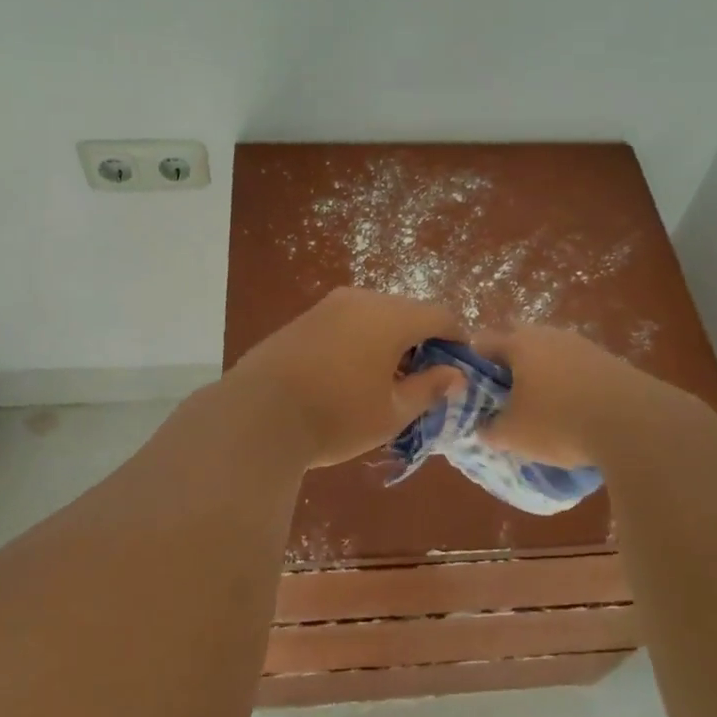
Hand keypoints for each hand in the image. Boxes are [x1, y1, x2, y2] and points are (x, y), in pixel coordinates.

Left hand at [232, 288, 465, 466]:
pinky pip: (347, 322)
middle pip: (406, 312)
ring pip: (374, 316)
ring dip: (390, 341)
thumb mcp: (392, 412)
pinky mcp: (303, 319)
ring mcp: (328, 306)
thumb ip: (429, 388)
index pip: (440, 316)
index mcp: (390, 316)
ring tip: (386, 381)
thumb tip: (456, 375)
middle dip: (422, 341)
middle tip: (423, 380)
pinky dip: (361, 340)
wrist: (257, 416)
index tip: (460, 368)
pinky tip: (351, 375)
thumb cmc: (336, 416)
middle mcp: (361, 299)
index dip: (457, 340)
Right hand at [470, 325, 641, 467]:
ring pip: (551, 354)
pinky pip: (578, 368)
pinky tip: (575, 412)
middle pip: (519, 342)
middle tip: (506, 398)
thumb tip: (483, 427)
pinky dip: (570, 385)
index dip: (472, 365)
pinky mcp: (610, 362)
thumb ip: (490, 429)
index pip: (482, 342)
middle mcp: (549, 335)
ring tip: (542, 408)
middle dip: (510, 366)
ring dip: (543, 374)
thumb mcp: (513, 435)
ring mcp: (583, 345)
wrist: (635, 424)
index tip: (472, 391)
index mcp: (519, 344)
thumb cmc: (560, 422)